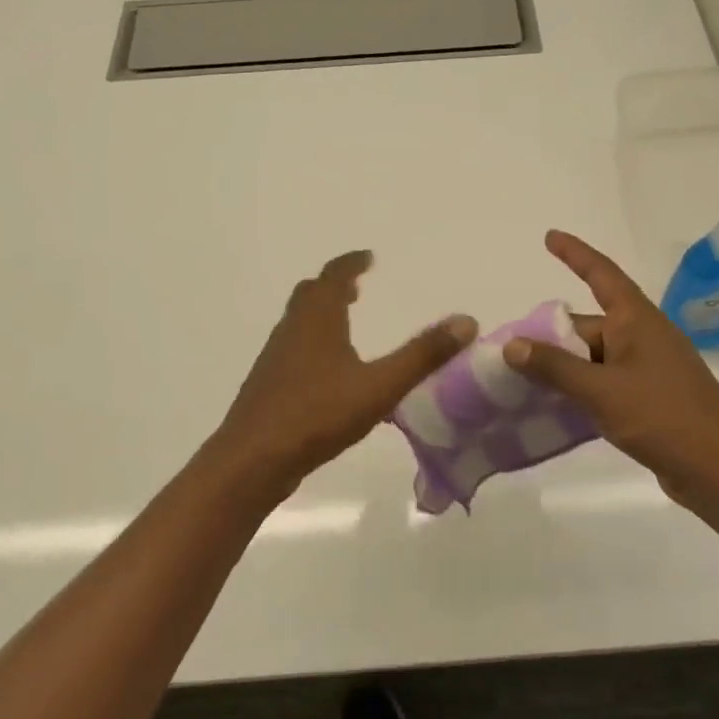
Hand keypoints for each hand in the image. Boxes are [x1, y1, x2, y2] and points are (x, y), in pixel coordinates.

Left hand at [210, 250, 477, 493]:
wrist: (252, 461)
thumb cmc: (317, 415)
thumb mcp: (379, 386)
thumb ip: (422, 355)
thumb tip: (466, 321)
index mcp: (316, 321)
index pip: (332, 276)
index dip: (351, 263)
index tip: (368, 257)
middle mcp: (292, 331)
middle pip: (310, 295)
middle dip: (333, 286)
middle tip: (356, 287)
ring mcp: (275, 359)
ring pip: (299, 323)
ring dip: (322, 315)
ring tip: (346, 323)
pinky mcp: (269, 386)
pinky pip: (294, 350)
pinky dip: (314, 344)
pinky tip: (330, 374)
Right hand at [502, 230, 718, 528]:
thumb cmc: (664, 417)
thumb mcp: (602, 391)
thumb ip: (554, 368)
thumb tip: (512, 345)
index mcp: (637, 321)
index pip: (602, 275)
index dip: (575, 254)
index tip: (550, 237)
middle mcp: (643, 337)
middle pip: (588, 325)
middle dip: (552, 336)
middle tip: (509, 353)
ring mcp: (648, 369)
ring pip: (594, 358)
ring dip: (563, 367)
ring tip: (520, 380)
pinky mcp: (650, 399)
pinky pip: (605, 383)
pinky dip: (580, 389)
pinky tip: (553, 407)